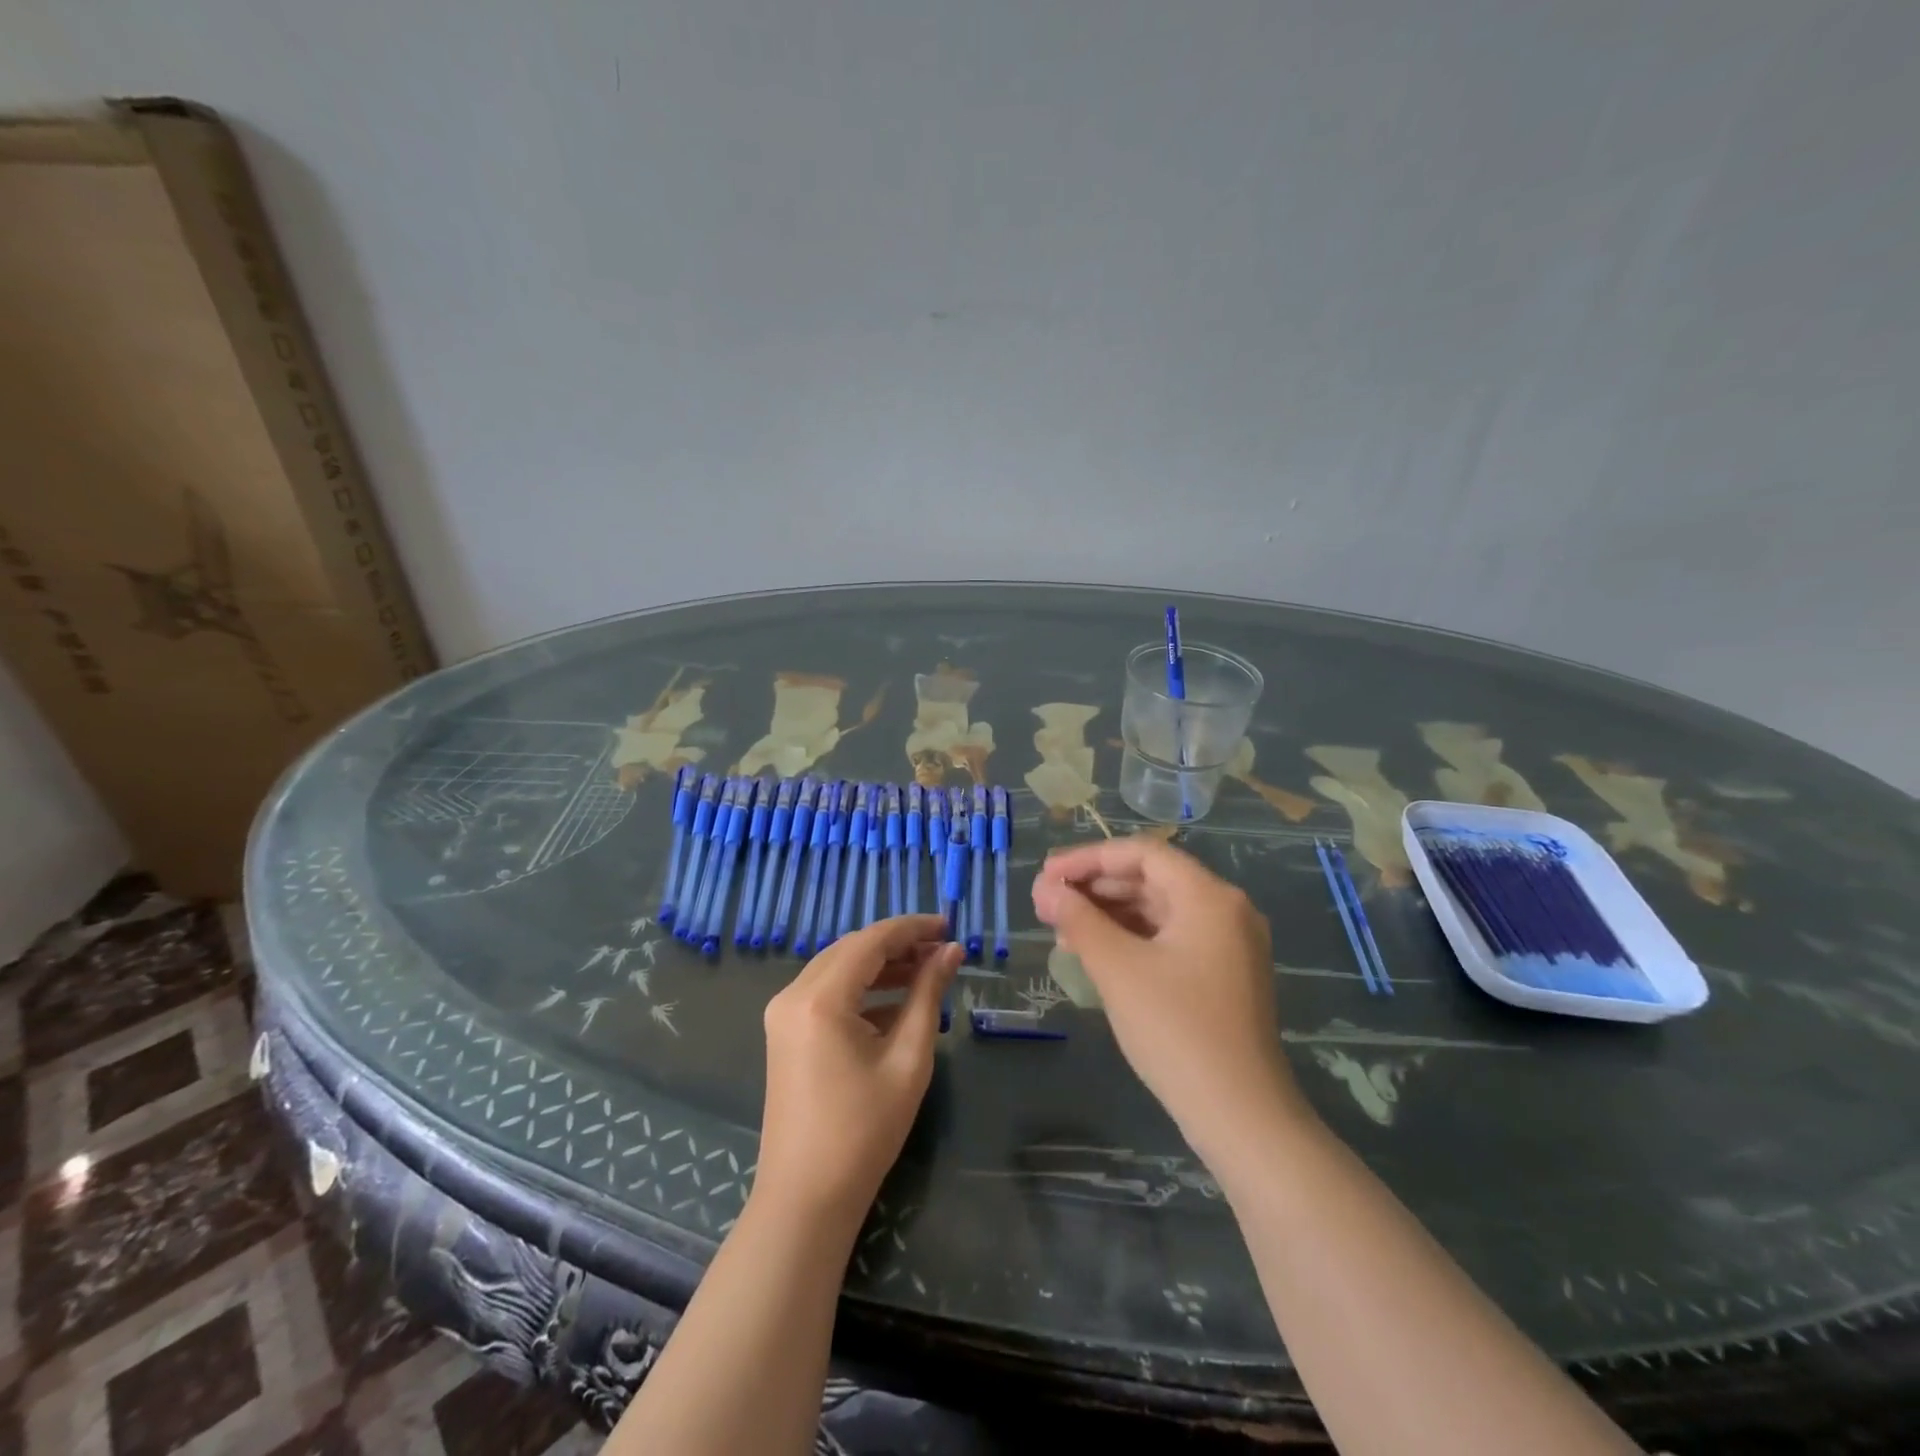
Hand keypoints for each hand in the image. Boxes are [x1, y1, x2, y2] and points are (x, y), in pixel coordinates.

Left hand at [755, 915, 960, 1231]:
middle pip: (852, 949)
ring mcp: (784, 1013)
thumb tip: (951, 951)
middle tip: (941, 950)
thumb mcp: (908, 1058)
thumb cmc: (864, 1130)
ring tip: (926, 971)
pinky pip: (827, 992)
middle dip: (897, 944)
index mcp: (820, 998)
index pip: (871, 941)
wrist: (806, 1197)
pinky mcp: (785, 1031)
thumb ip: (928, 994)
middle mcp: (793, 994)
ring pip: (838, 967)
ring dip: (880, 965)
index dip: (912, 928)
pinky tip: (896, 1001)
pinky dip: (861, 989)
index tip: (948, 925)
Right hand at [1032, 838, 1306, 1162]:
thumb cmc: (1176, 1031)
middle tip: (1047, 901)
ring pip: (1159, 910)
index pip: (1142, 854)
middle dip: (1096, 886)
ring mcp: (1229, 944)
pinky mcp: (1223, 975)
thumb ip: (1079, 920)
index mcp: (1208, 897)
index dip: (1088, 858)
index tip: (1046, 876)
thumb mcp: (1118, 969)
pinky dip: (1131, 938)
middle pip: (1151, 879)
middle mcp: (1226, 910)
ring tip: (1062, 927)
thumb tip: (1044, 889)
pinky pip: (1170, 938)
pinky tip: (1096, 952)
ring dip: (1110, 913)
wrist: (1241, 1117)